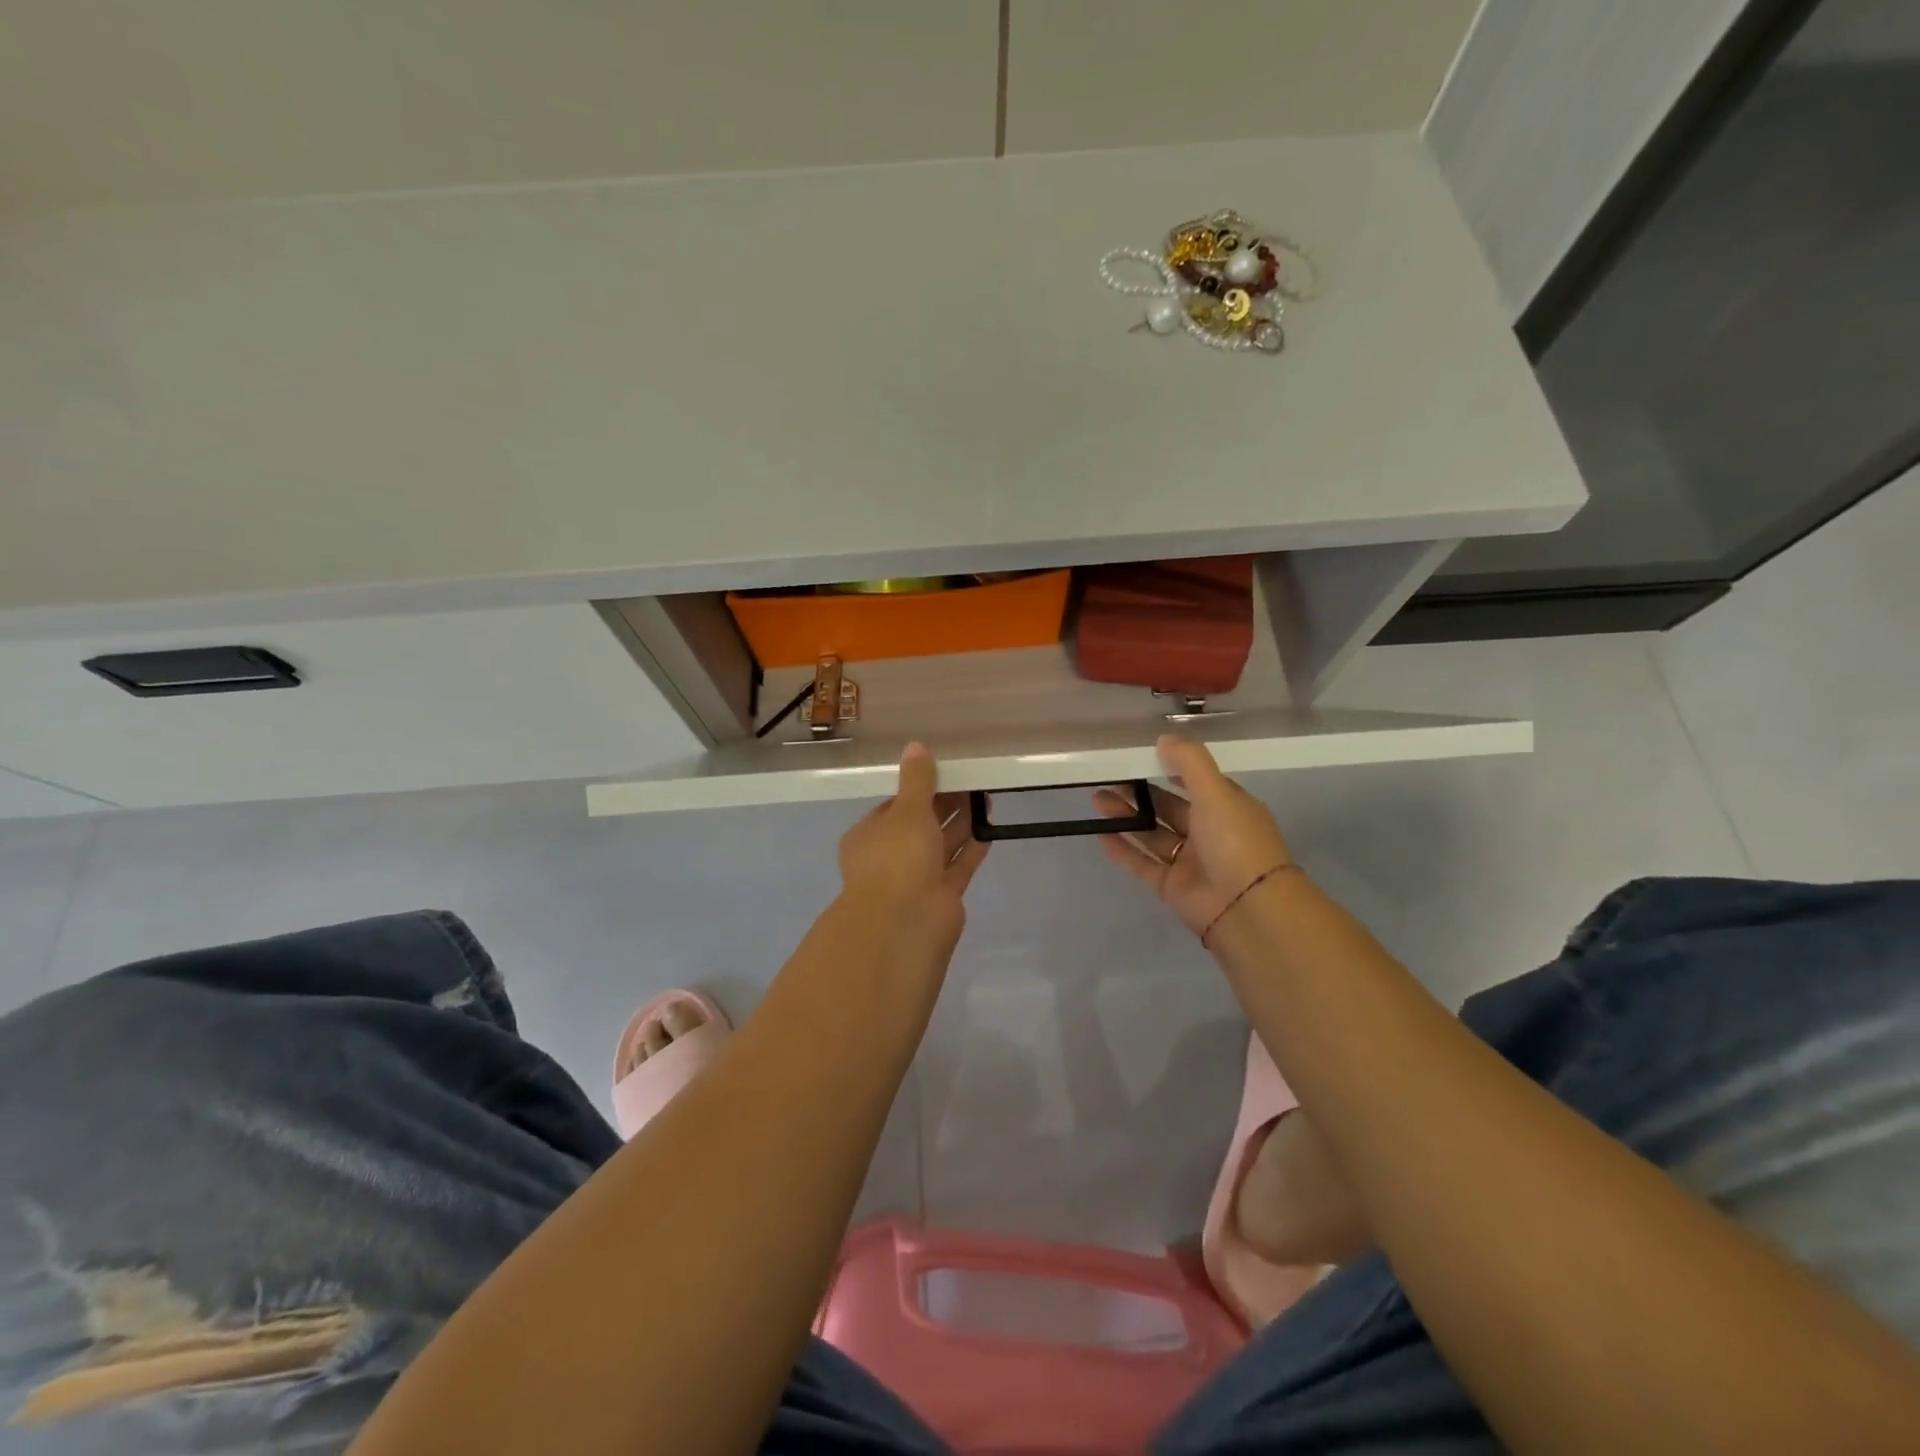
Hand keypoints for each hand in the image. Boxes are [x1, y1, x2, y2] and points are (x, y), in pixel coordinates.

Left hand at [838, 742, 988, 963]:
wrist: (905, 922)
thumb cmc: (897, 857)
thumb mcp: (907, 809)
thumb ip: (917, 780)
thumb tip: (916, 746)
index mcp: (870, 835)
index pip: (894, 805)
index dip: (918, 788)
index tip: (944, 770)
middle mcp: (890, 856)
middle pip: (920, 824)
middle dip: (944, 803)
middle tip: (973, 778)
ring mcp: (916, 878)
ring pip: (941, 844)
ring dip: (961, 822)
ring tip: (986, 795)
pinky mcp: (942, 895)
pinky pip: (958, 865)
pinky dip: (972, 848)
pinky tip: (990, 829)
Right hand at [1092, 734, 1294, 938]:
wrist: (1247, 909)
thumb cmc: (1235, 841)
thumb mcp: (1217, 792)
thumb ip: (1189, 762)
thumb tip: (1164, 738)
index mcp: (1227, 808)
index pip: (1196, 783)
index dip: (1171, 769)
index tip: (1141, 757)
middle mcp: (1209, 833)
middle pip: (1169, 808)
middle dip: (1140, 793)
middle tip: (1107, 778)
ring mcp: (1189, 862)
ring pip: (1152, 834)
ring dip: (1126, 817)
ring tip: (1096, 799)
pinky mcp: (1171, 887)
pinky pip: (1142, 864)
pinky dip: (1123, 849)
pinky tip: (1100, 833)